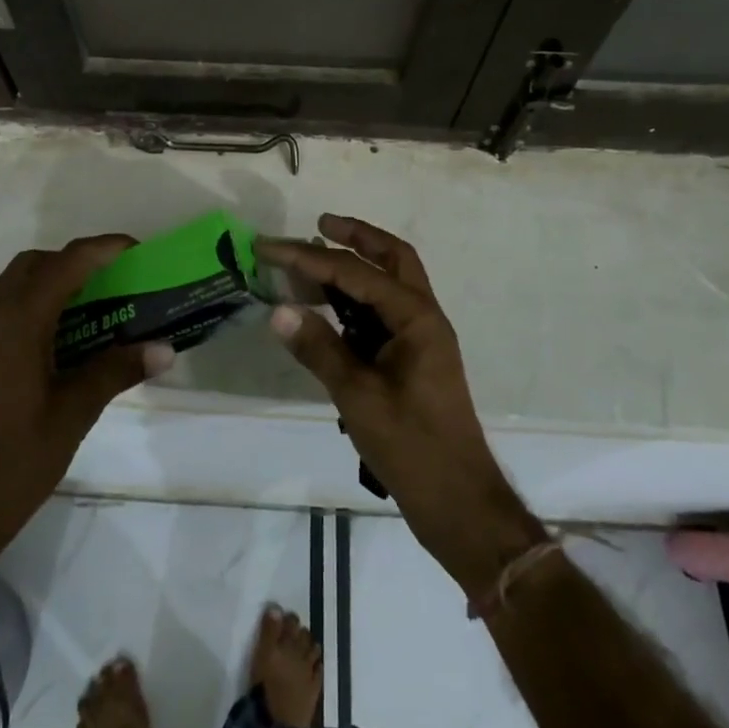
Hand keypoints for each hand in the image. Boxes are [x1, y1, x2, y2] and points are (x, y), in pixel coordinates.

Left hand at [0, 237, 172, 590]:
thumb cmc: (17, 460)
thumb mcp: (75, 413)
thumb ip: (117, 371)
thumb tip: (164, 350)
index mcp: (19, 324)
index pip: (65, 264)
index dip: (102, 249)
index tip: (135, 250)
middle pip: (33, 264)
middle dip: (74, 261)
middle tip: (109, 281)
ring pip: (8, 282)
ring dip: (44, 278)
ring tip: (77, 305)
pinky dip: (22, 301)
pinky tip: (44, 338)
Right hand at [259, 216, 544, 594]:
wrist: (459, 503)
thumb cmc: (412, 447)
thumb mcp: (358, 397)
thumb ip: (318, 348)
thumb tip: (278, 310)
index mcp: (416, 318)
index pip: (355, 272)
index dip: (309, 257)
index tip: (269, 247)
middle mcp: (424, 317)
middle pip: (392, 258)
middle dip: (356, 236)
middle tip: (318, 224)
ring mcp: (422, 339)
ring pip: (390, 283)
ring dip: (356, 265)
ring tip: (313, 261)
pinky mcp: (413, 360)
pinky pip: (384, 312)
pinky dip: (357, 299)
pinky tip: (329, 308)